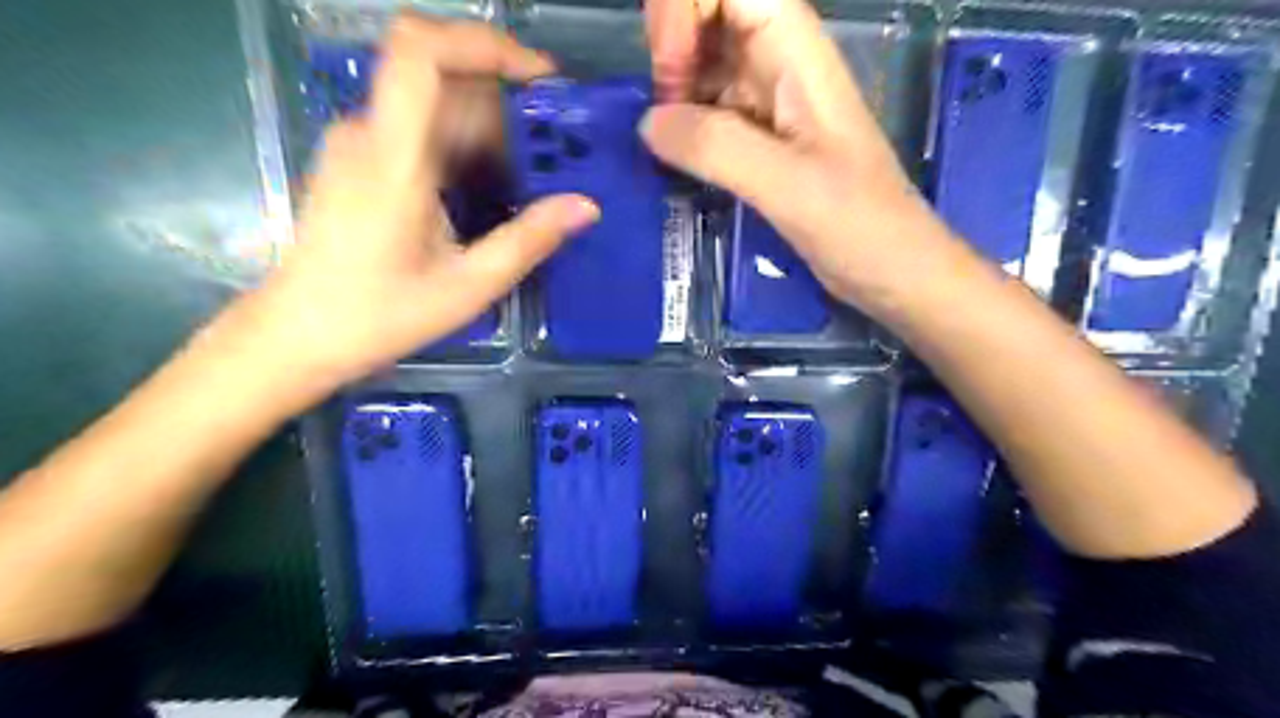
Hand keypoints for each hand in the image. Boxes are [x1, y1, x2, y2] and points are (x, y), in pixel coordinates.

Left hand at [243, 18, 594, 385]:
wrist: (299, 334)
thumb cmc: (381, 314)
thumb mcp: (468, 286)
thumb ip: (528, 240)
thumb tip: (586, 207)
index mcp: (392, 157)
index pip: (421, 50)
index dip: (483, 42)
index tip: (538, 77)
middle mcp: (368, 133)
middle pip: (440, 75)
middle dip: (505, 95)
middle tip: (556, 138)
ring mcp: (359, 143)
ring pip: (433, 102)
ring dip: (489, 123)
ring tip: (535, 168)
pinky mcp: (359, 160)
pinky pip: (420, 128)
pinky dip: (465, 141)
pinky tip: (492, 184)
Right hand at [645, 1, 952, 313]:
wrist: (891, 268)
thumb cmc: (857, 224)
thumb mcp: (787, 185)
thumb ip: (716, 148)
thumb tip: (649, 124)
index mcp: (796, 50)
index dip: (683, 8)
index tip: (667, 78)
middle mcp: (777, 62)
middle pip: (708, 14)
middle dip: (669, 48)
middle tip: (657, 119)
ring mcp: (765, 101)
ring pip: (701, 63)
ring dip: (670, 89)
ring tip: (659, 146)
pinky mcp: (757, 139)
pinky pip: (705, 110)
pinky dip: (681, 125)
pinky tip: (671, 159)